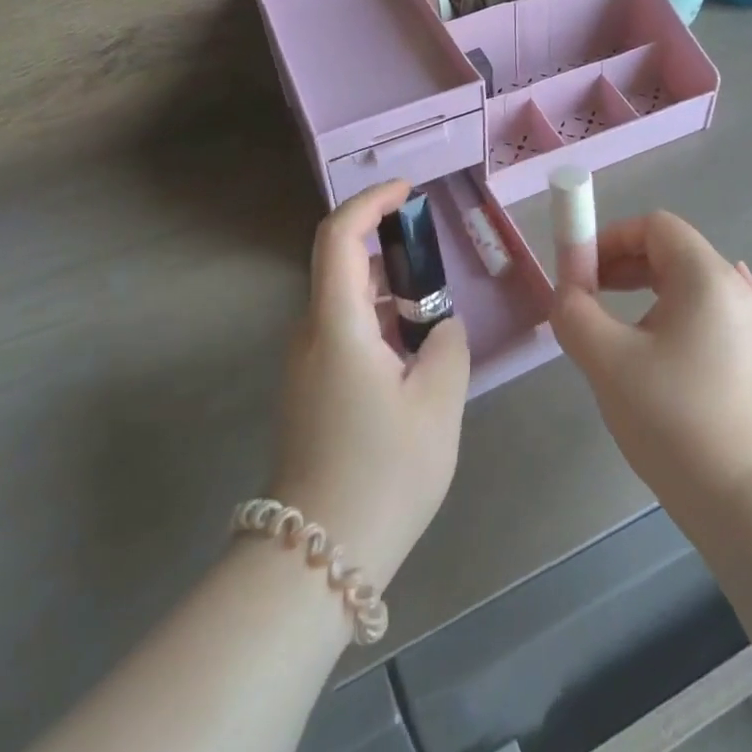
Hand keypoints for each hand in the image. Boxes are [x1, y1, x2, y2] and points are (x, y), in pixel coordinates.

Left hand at [269, 181, 470, 587]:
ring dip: (386, 294)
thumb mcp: (437, 404)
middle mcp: (310, 333)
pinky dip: (377, 325)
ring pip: (344, 303)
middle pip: (341, 266)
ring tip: (431, 318)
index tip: (407, 192)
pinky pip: (342, 334)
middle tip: (434, 266)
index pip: (337, 235)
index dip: (370, 202)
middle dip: (387, 251)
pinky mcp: (308, 391)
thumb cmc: (382, 474)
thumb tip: (439, 325)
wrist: (315, 559)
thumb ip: (447, 345)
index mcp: (336, 325)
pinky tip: (410, 358)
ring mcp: (304, 364)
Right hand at [551, 211, 751, 517]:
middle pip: (672, 249)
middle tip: (589, 296)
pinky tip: (668, 325)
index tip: (581, 273)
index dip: (610, 238)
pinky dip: (677, 308)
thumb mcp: (606, 359)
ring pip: (689, 280)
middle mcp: (735, 287)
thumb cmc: (670, 418)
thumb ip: (574, 310)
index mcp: (705, 276)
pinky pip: (709, 309)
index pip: (654, 226)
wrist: (740, 498)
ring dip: (646, 287)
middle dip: (623, 263)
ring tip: (616, 324)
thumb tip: (566, 291)